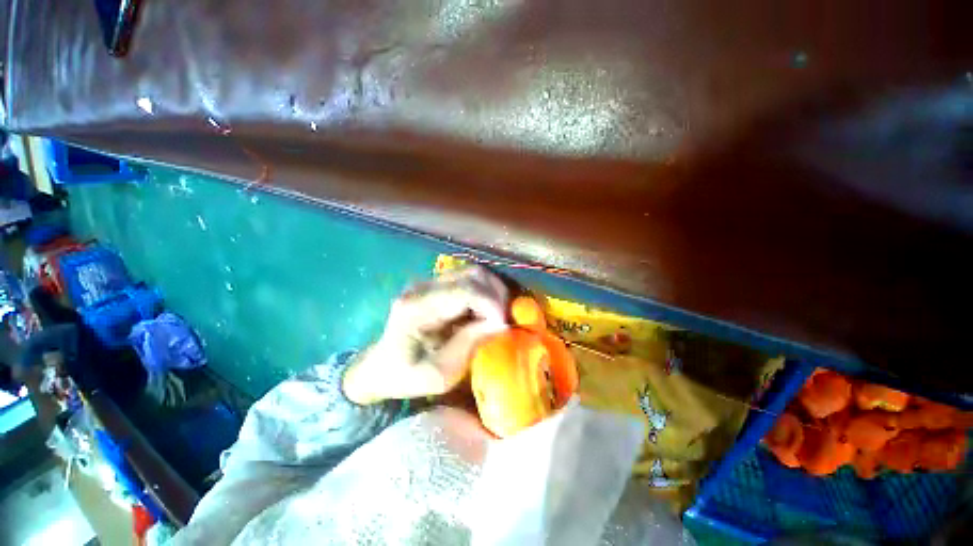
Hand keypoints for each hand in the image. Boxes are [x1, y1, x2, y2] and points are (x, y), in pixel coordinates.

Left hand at [343, 266, 508, 403]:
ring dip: (492, 290)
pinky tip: (486, 309)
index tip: (503, 325)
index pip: (464, 291)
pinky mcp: (435, 284)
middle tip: (504, 319)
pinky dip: (484, 290)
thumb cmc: (406, 376)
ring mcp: (428, 282)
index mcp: (416, 309)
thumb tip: (500, 323)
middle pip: (472, 274)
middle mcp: (422, 287)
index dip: (491, 304)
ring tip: (498, 313)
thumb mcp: (440, 373)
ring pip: (473, 272)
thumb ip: (470, 344)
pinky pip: (468, 278)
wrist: (380, 367)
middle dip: (496, 295)